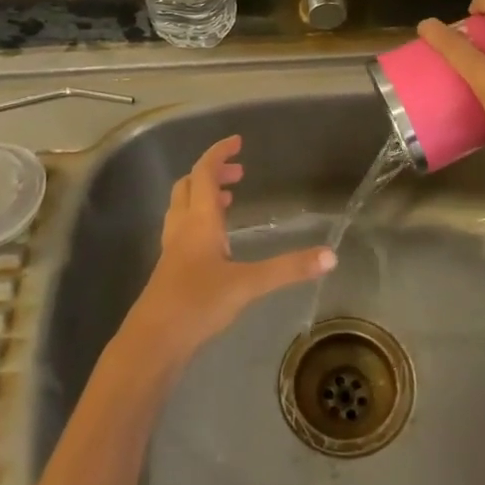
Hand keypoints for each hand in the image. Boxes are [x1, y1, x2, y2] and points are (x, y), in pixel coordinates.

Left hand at [125, 135, 333, 360]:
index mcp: (199, 221)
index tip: (237, 142)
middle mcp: (182, 228)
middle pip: (189, 186)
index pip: (204, 173)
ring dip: (203, 196)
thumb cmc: (197, 303)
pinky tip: (217, 244)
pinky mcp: (170, 270)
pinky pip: (183, 231)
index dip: (219, 154)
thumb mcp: (248, 284)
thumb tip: (331, 256)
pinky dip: (200, 222)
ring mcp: (172, 250)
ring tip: (229, 201)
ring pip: (183, 208)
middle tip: (239, 174)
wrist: (153, 342)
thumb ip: (288, 269)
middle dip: (212, 174)